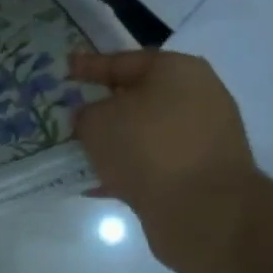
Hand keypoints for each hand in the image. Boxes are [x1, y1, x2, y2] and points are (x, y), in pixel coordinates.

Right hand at [69, 51, 257, 268]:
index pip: (123, 62)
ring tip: (82, 150)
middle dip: (105, 107)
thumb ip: (86, 114)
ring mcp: (205, 137)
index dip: (90, 66)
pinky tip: (101, 182)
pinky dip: (131, 169)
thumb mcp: (96, 122)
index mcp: (177, 70)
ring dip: (117, 141)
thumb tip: (92, 119)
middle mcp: (198, 97)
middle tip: (74, 111)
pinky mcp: (204, 173)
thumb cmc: (146, 147)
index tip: (67, 69)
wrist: (202, 210)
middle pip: (139, 97)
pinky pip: (157, 163)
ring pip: (147, 133)